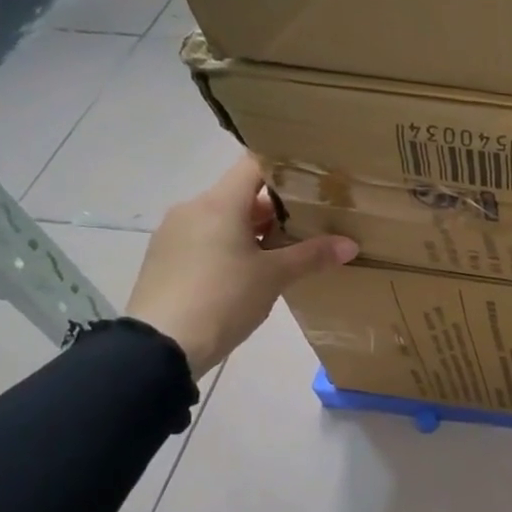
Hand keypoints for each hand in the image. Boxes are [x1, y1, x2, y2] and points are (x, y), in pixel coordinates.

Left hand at [126, 156, 356, 378]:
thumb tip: (350, 244)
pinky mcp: (164, 259)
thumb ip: (312, 256)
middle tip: (310, 222)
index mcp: (219, 203)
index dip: (285, 169)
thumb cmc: (223, 298)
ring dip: (253, 230)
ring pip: (223, 219)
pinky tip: (249, 272)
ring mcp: (174, 234)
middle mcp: (192, 209)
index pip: (255, 165)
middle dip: (276, 208)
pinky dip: (230, 247)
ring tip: (285, 251)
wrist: (161, 345)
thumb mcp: (274, 277)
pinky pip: (205, 240)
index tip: (313, 182)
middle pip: (240, 194)